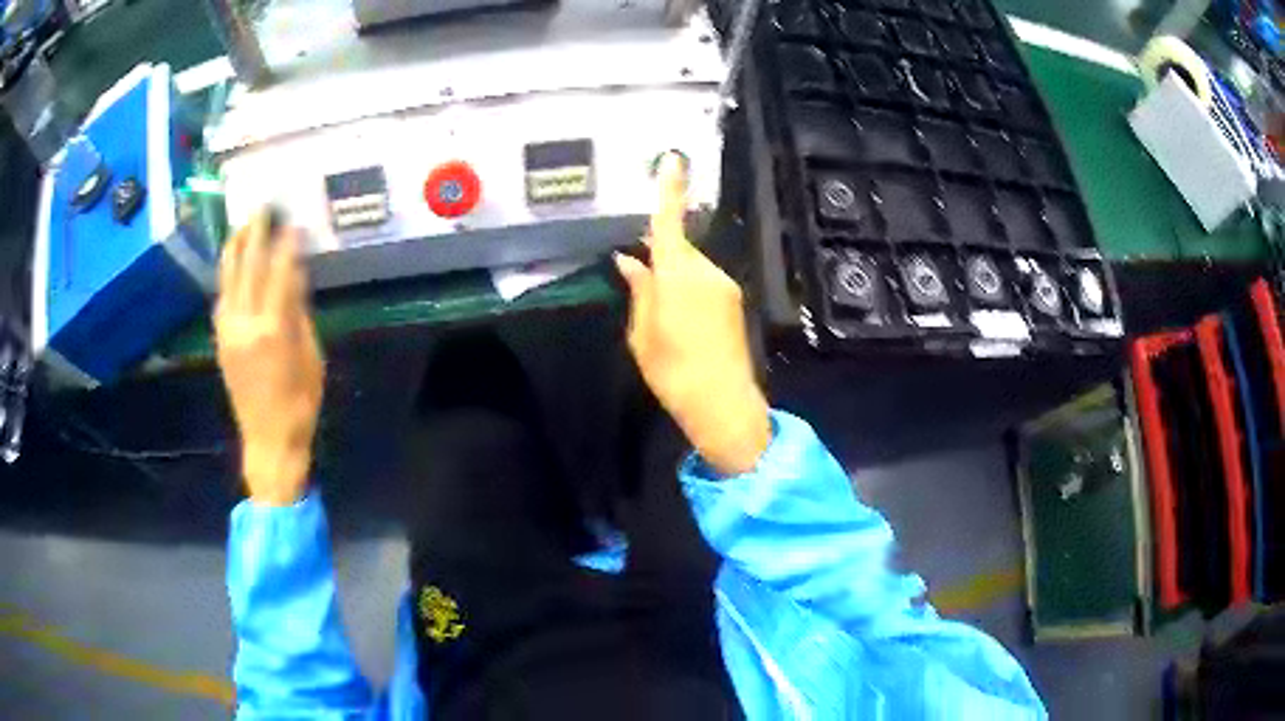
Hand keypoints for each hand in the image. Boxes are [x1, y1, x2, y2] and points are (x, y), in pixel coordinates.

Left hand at [215, 212, 323, 505]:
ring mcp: (228, 331)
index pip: (278, 272)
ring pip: (227, 279)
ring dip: (234, 248)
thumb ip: (299, 313)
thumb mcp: (311, 356)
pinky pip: (221, 298)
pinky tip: (232, 264)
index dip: (286, 244)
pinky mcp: (220, 341)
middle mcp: (244, 323)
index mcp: (272, 328)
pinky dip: (227, 276)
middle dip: (255, 234)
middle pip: (248, 267)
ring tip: (241, 225)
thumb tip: (294, 277)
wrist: (268, 439)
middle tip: (262, 208)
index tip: (292, 220)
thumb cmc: (300, 403)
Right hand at [615, 153, 770, 475]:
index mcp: (676, 275)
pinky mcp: (734, 300)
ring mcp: (724, 285)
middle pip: (677, 247)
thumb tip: (628, 260)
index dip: (669, 189)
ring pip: (691, 265)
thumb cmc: (673, 372)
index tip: (673, 158)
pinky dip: (688, 288)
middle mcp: (705, 271)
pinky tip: (681, 319)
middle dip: (658, 253)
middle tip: (639, 277)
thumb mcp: (641, 334)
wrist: (724, 403)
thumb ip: (638, 291)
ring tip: (661, 315)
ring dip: (673, 276)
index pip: (668, 223)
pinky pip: (704, 281)